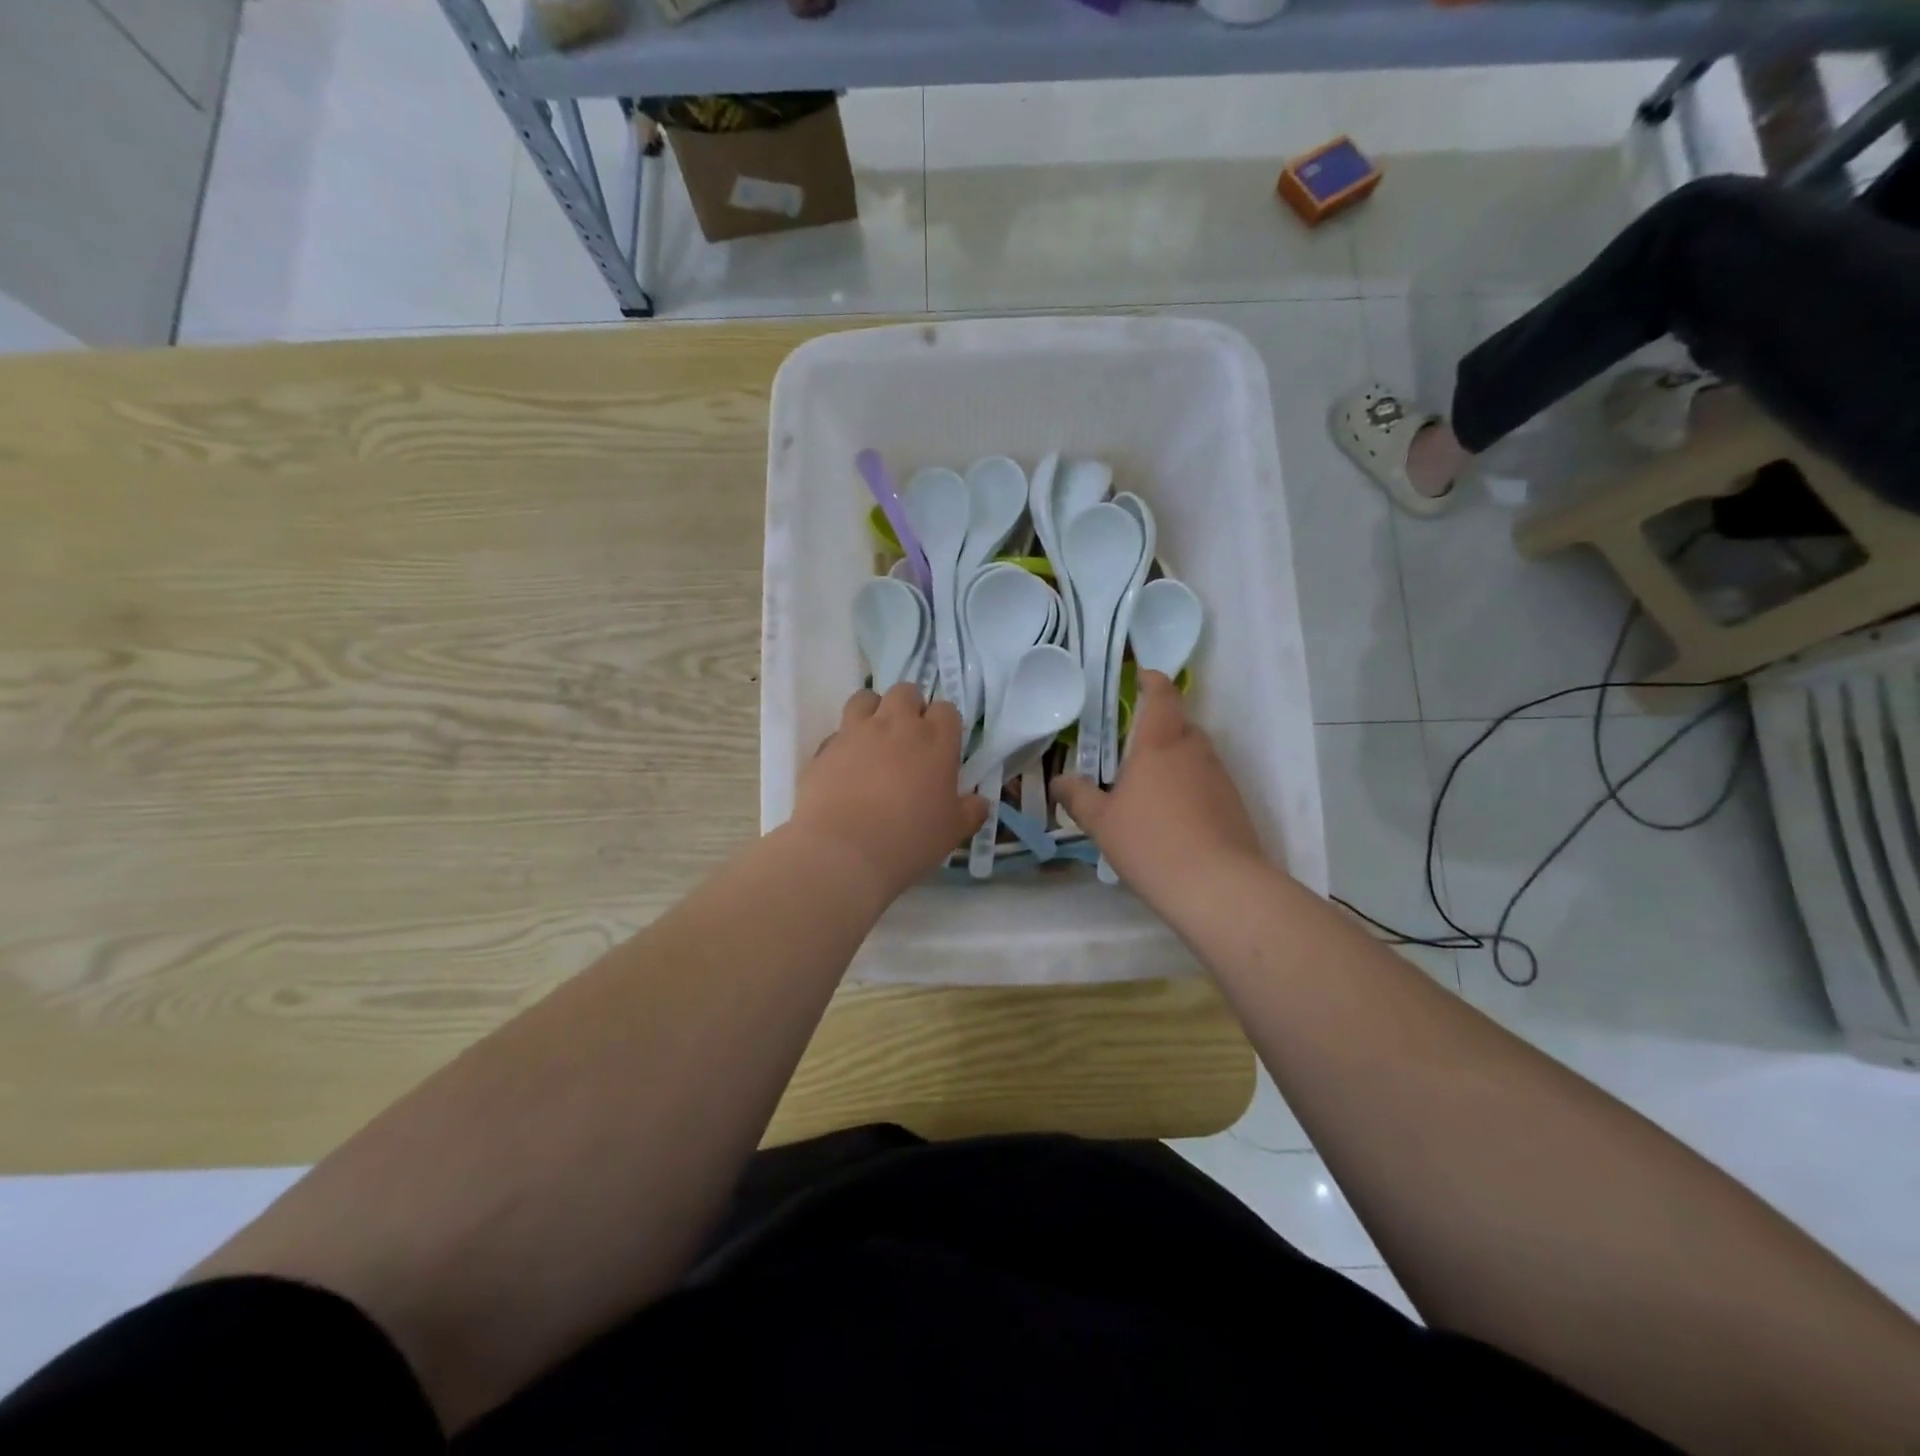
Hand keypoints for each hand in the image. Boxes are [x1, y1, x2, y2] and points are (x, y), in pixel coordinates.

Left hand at [789, 683, 988, 902]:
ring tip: (874, 739)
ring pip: (866, 698)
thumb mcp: (952, 831)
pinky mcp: (825, 747)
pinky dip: (844, 742)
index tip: (941, 747)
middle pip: (905, 692)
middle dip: (909, 707)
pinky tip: (846, 767)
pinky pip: (837, 732)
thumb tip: (980, 801)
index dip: (944, 725)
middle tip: (909, 739)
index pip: (946, 710)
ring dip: (873, 711)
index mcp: (935, 740)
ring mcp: (857, 731)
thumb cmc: (909, 839)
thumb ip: (970, 811)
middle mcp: (896, 724)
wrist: (843, 850)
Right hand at [1055, 672, 1264, 901]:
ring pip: (1193, 754)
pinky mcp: (1233, 803)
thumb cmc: (1151, 843)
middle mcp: (1194, 750)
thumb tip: (1060, 781)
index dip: (1151, 680)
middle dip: (1155, 729)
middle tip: (1127, 751)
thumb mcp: (1102, 822)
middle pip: (1178, 724)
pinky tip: (1171, 819)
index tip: (1139, 677)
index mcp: (1159, 743)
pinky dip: (1188, 787)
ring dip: (1172, 761)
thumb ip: (1077, 797)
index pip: (1162, 694)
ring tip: (1146, 790)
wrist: (1218, 887)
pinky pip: (1206, 781)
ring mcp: (1219, 776)